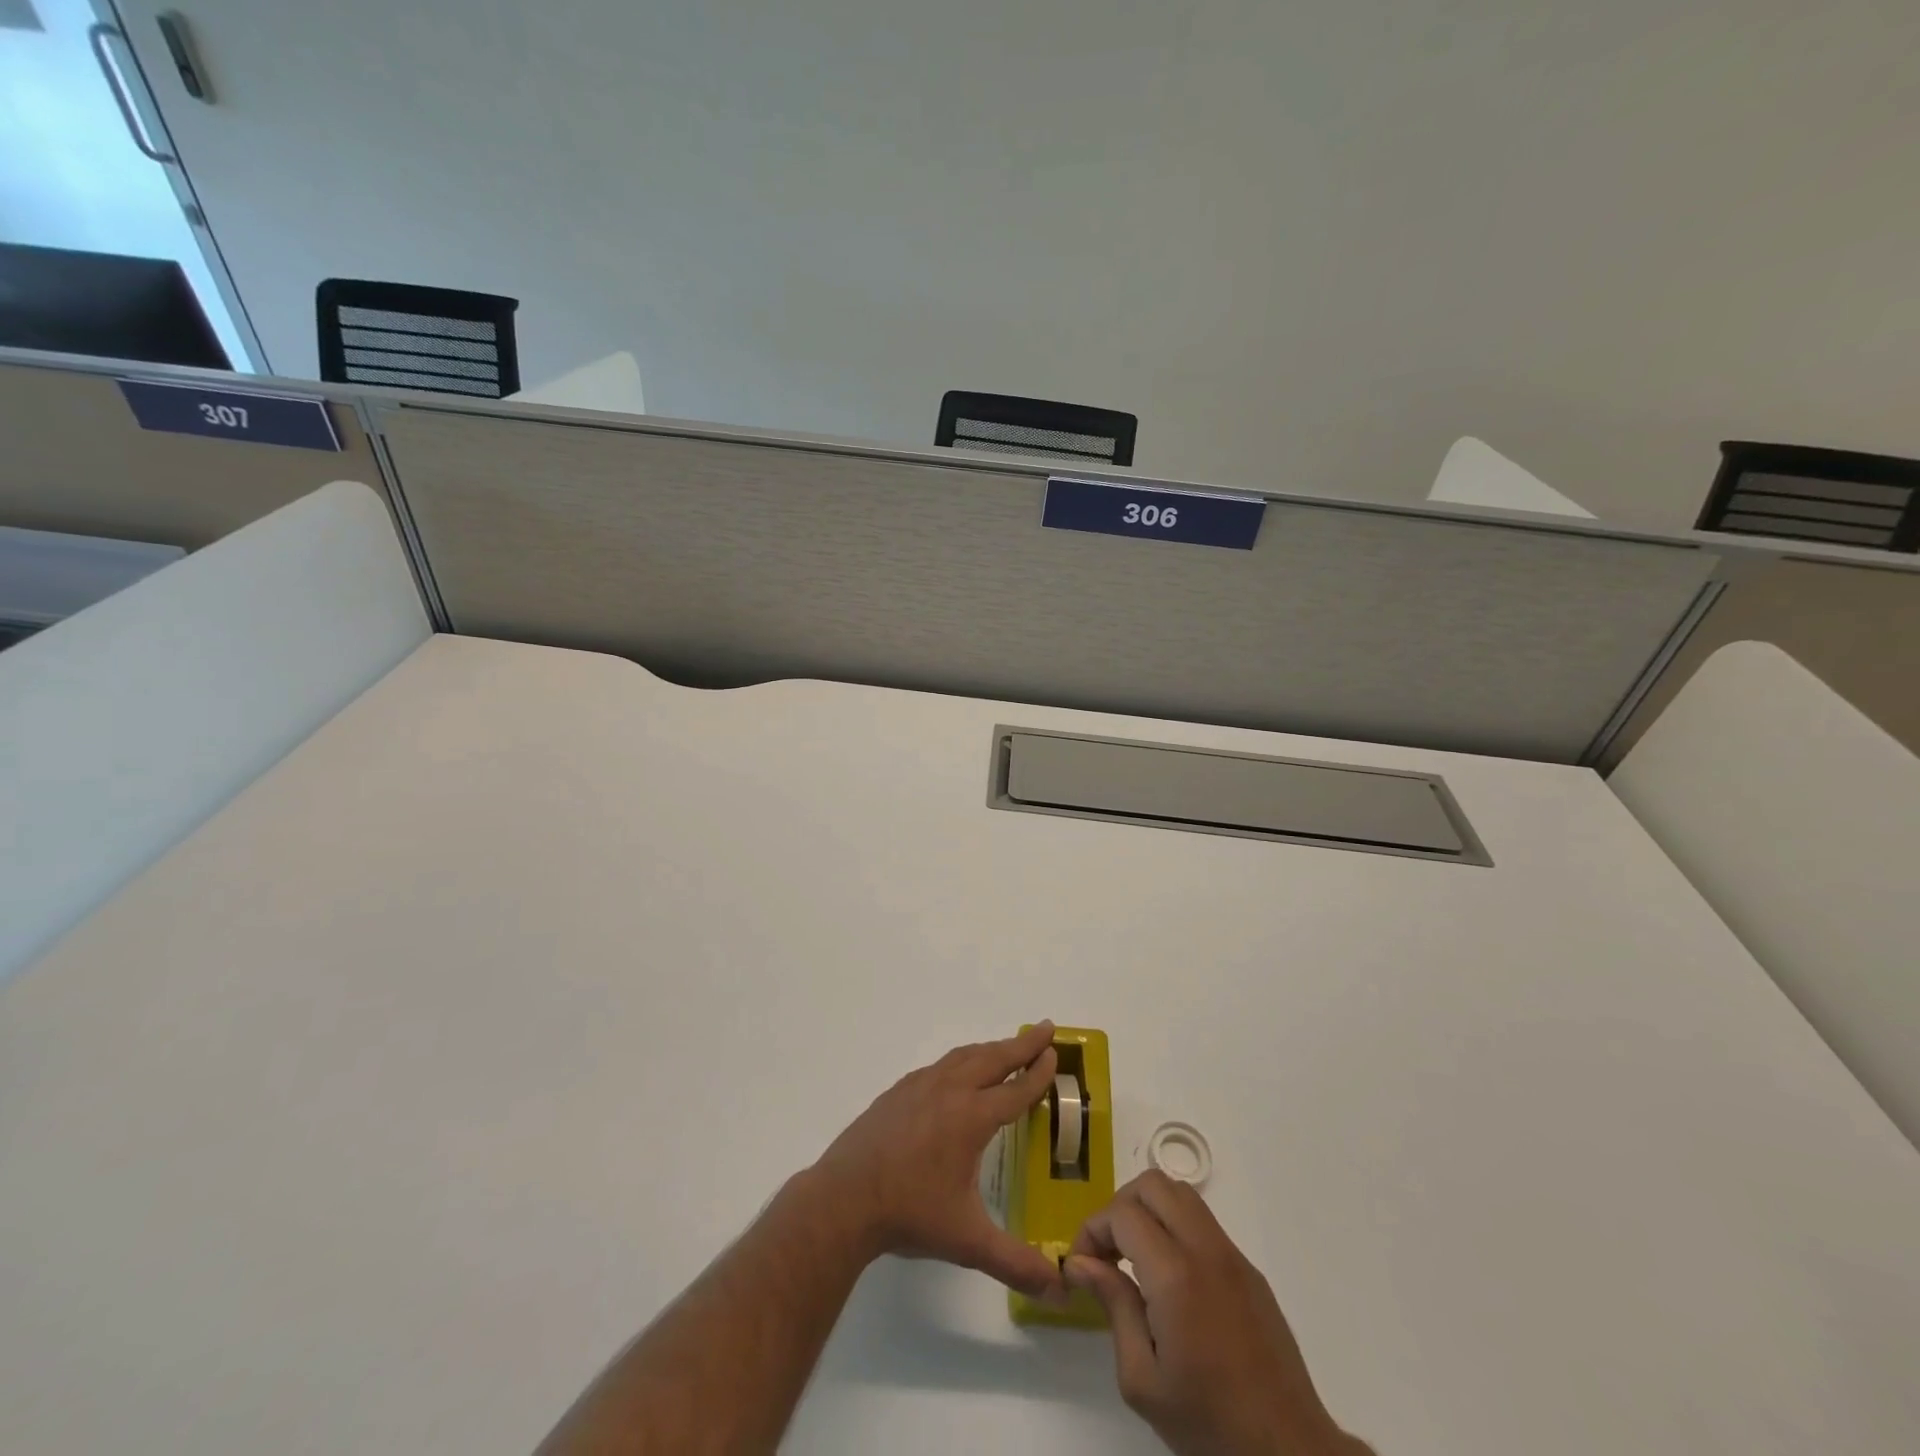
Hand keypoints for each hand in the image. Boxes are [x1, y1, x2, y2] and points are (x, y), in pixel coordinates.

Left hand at [812, 1022, 1065, 1299]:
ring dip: (992, 1048)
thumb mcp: (967, 1242)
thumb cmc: (910, 1214)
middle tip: (1045, 1029)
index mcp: (971, 1118)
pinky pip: (941, 1065)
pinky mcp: (899, 1090)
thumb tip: (1058, 1287)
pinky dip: (962, 1059)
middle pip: (993, 1058)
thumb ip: (1014, 1262)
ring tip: (1008, 1047)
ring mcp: (920, 1086)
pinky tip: (959, 1071)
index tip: (1054, 1053)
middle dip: (1022, 1044)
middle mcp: (950, 1091)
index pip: (1015, 1089)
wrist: (844, 1198)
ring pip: (965, 1056)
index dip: (1038, 1072)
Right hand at [1065, 1171, 1369, 1455]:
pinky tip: (1170, 1278)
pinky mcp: (1250, 1270)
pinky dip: (1175, 1227)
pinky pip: (1204, 1223)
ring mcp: (1233, 1255)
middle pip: (1153, 1185)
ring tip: (1135, 1258)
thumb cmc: (1209, 1425)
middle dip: (1120, 1206)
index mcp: (1176, 1275)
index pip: (1123, 1214)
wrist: (1290, 1453)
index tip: (1081, 1264)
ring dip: (1149, 1210)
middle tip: (1107, 1251)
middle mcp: (1205, 1249)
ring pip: (1181, 1194)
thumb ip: (1113, 1307)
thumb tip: (1080, 1262)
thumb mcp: (1143, 1380)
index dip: (1093, 1228)